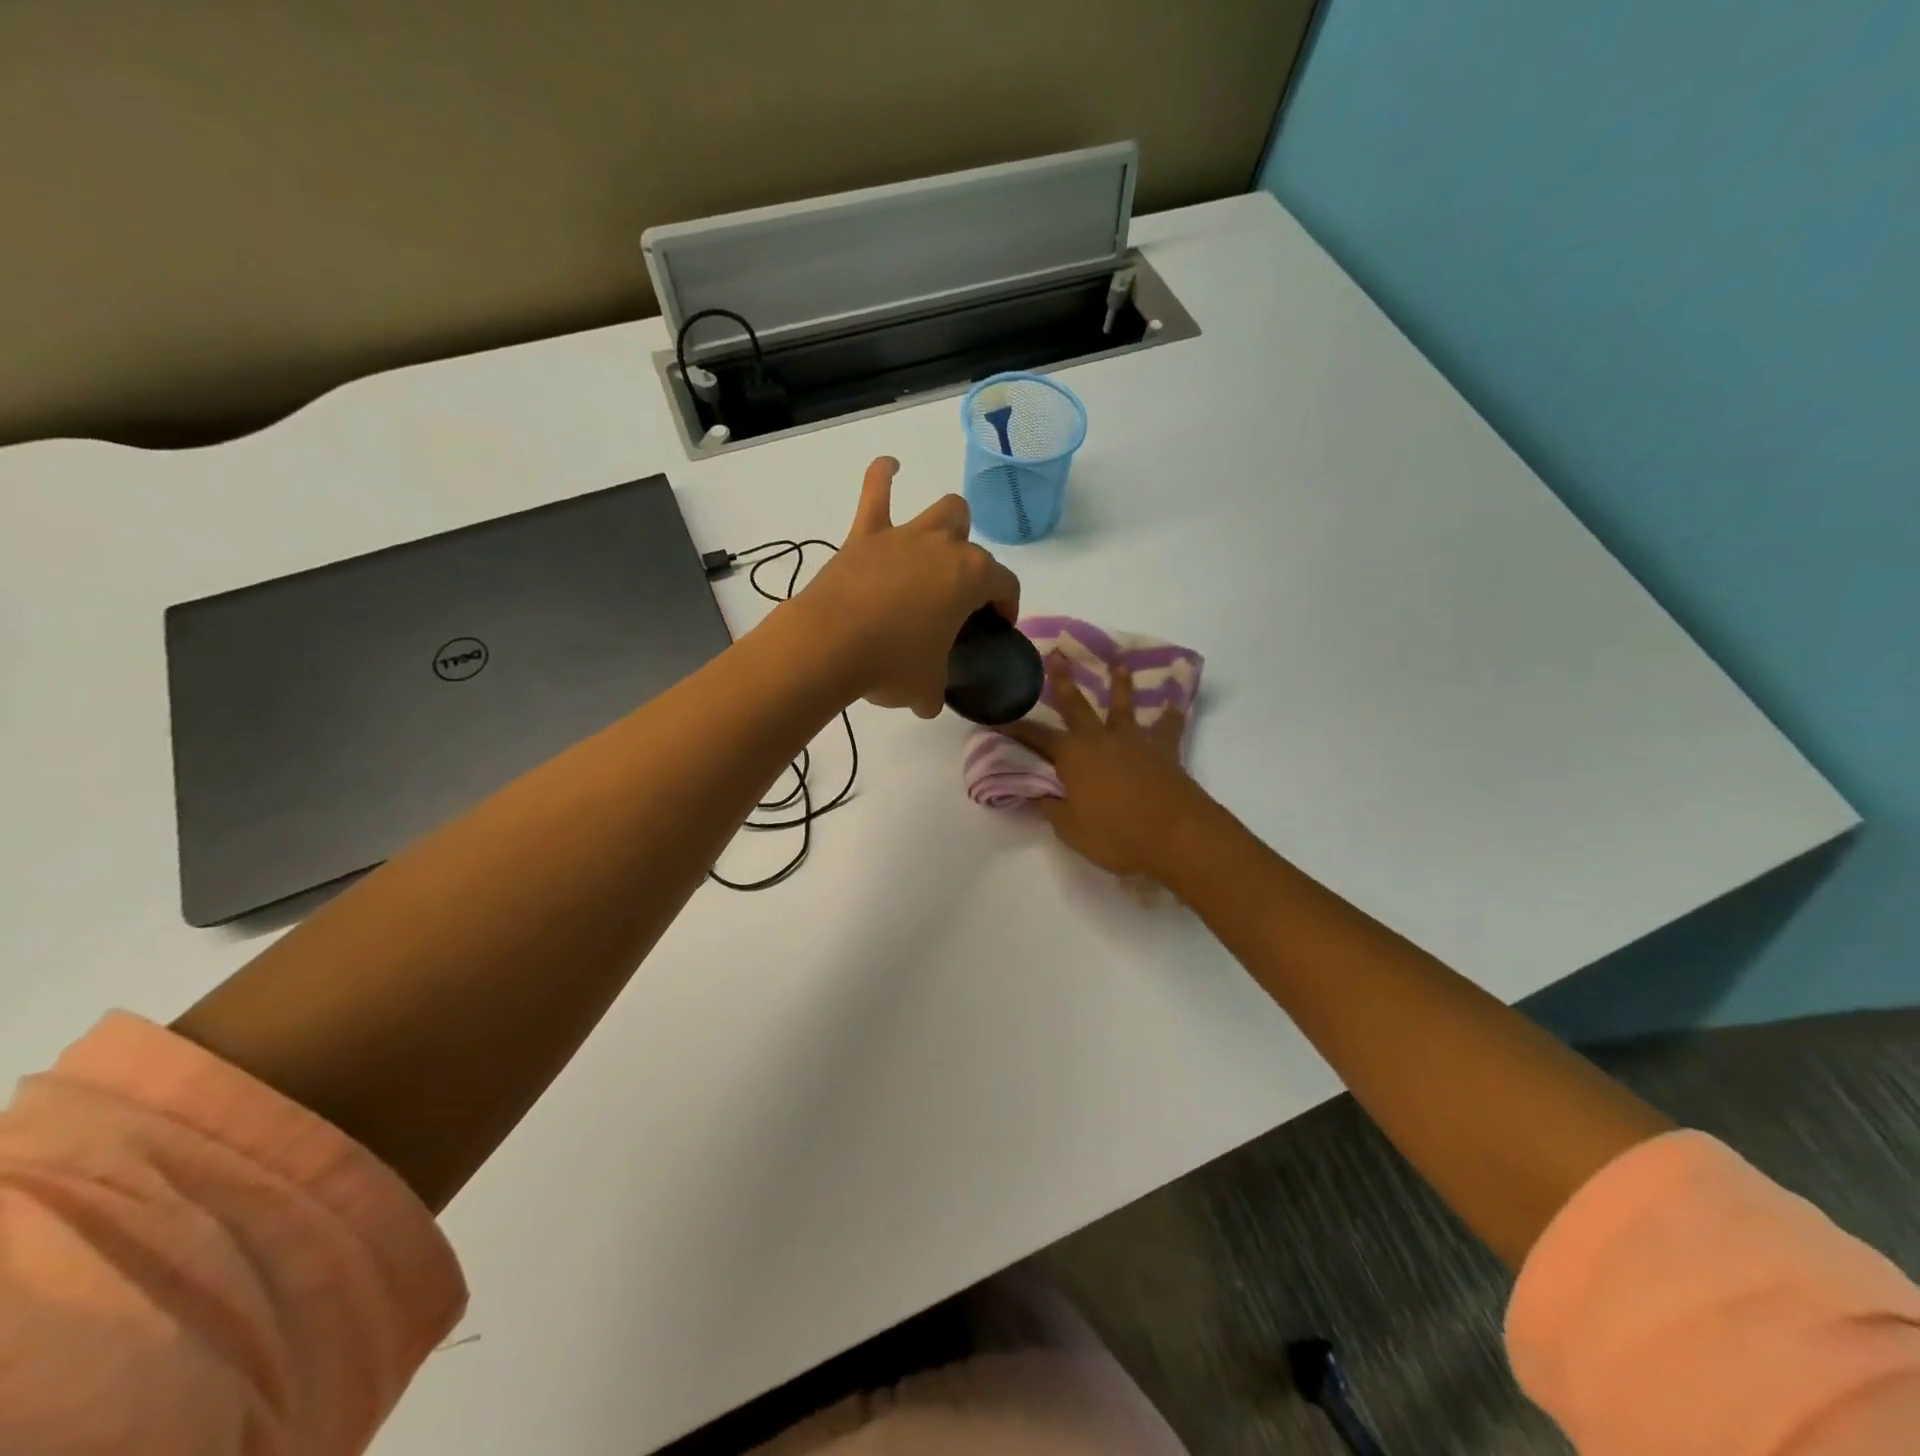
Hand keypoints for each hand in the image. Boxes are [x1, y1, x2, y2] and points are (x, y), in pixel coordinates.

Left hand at [796, 457, 1019, 716]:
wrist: (829, 646)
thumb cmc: (891, 666)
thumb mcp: (928, 688)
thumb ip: (936, 690)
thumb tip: (928, 700)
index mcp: (971, 579)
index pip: (1005, 584)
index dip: (1007, 605)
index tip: (996, 625)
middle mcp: (944, 547)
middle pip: (973, 545)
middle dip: (972, 565)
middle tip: (956, 596)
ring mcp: (904, 536)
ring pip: (942, 510)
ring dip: (948, 524)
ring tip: (941, 540)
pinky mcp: (865, 535)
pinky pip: (876, 491)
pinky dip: (884, 476)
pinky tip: (889, 466)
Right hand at [1004, 655, 1210, 881]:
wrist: (1177, 835)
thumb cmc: (1117, 835)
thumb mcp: (1071, 829)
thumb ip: (1051, 807)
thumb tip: (1034, 793)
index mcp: (1072, 756)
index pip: (1037, 737)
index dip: (1016, 728)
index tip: (999, 715)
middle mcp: (1100, 739)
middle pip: (1077, 705)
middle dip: (1063, 680)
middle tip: (1056, 653)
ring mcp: (1135, 741)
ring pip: (1124, 705)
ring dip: (1120, 682)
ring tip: (1119, 661)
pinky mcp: (1164, 750)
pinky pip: (1168, 726)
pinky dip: (1171, 712)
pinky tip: (1175, 698)